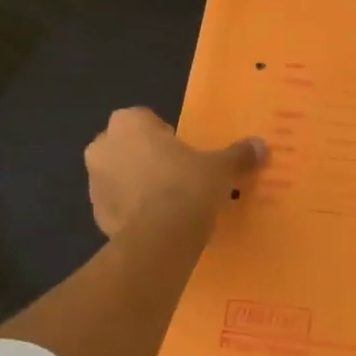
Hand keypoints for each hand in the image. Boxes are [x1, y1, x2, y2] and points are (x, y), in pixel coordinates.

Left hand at [84, 107, 265, 237]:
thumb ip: (238, 155)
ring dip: (137, 185)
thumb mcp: (221, 167)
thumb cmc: (188, 185)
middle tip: (177, 174)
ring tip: (169, 203)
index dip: (162, 134)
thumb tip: (260, 146)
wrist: (162, 237)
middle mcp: (103, 147)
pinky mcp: (96, 216)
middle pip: (126, 147)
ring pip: (118, 177)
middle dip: (145, 158)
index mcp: (128, 124)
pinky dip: (133, 212)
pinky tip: (159, 224)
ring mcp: (94, 184)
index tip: (182, 150)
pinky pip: (118, 207)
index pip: (142, 118)